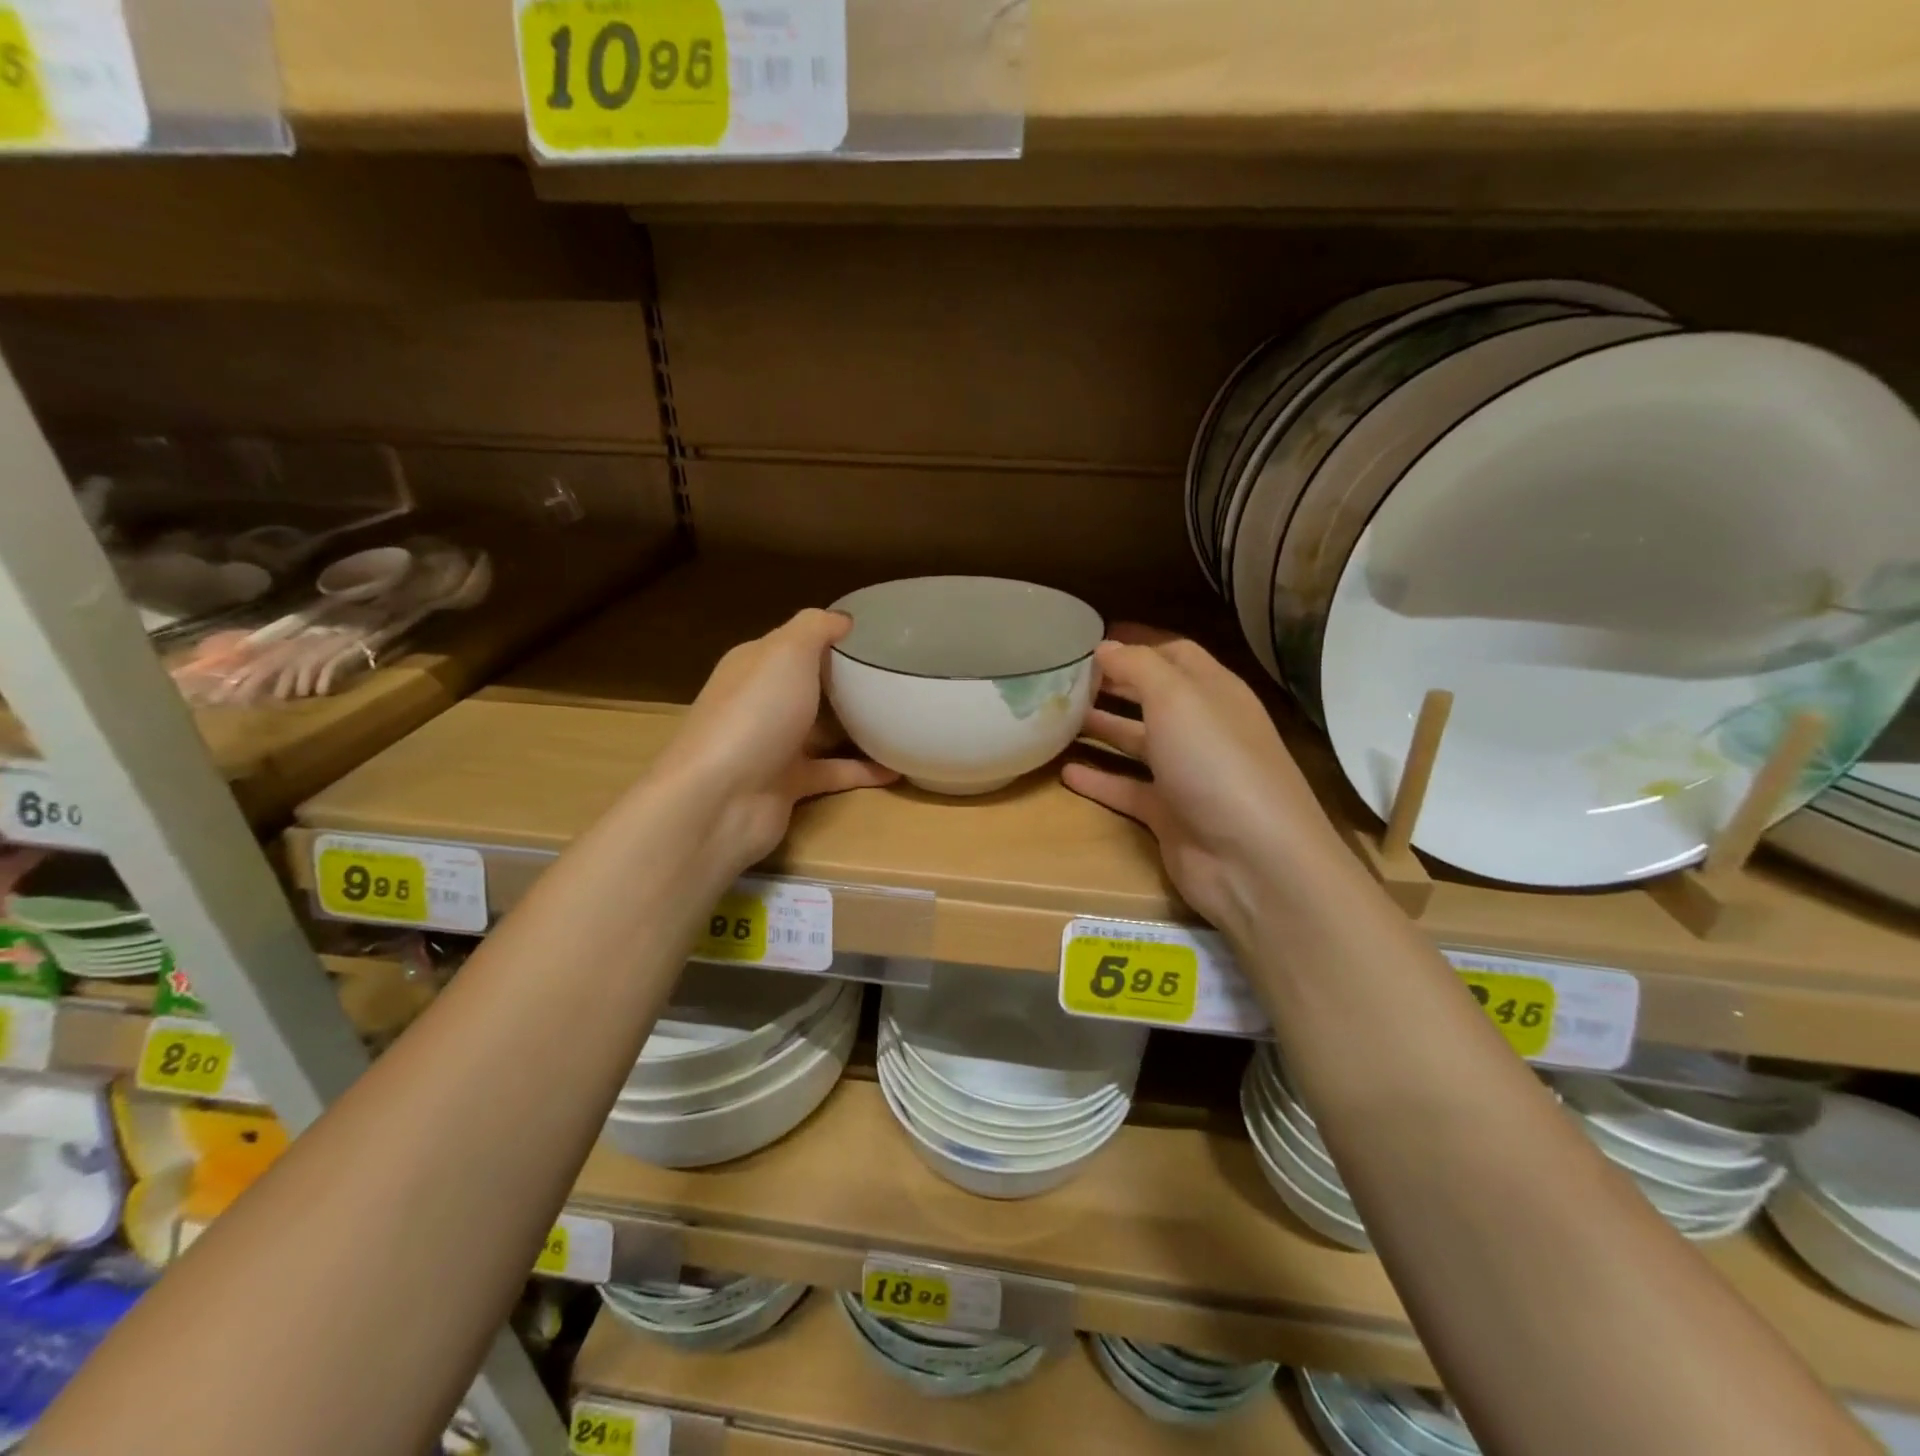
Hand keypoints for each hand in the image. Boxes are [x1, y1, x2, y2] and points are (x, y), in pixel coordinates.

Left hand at [650, 609, 896, 876]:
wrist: (720, 799)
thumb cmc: (755, 714)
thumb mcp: (787, 652)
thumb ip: (815, 628)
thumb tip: (844, 620)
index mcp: (755, 665)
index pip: (795, 642)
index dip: (832, 637)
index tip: (879, 636)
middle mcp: (761, 702)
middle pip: (809, 686)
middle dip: (846, 681)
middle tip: (896, 675)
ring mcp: (772, 746)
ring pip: (821, 730)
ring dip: (857, 726)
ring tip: (903, 718)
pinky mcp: (787, 785)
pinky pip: (833, 772)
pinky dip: (863, 770)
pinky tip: (898, 767)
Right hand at [1062, 627, 1356, 945]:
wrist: (1251, 859)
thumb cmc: (1215, 761)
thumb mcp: (1176, 697)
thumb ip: (1138, 666)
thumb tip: (1106, 647)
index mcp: (1213, 691)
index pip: (1174, 653)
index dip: (1136, 641)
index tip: (1089, 636)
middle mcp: (1201, 728)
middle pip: (1152, 696)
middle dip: (1113, 683)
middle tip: (1063, 675)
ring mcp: (1186, 774)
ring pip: (1137, 742)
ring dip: (1101, 727)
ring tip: (1055, 715)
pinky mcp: (1169, 814)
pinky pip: (1127, 789)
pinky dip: (1098, 780)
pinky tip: (1064, 772)